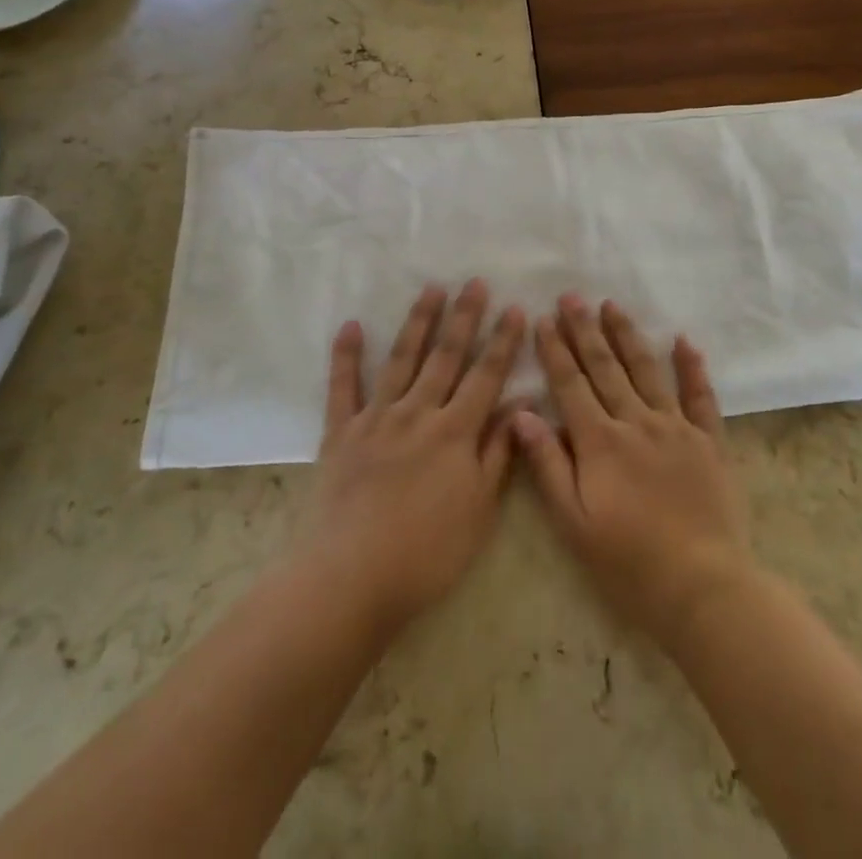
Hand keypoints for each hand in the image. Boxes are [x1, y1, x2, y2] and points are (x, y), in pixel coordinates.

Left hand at [299, 280, 524, 635]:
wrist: (350, 579)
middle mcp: (418, 413)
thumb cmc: (426, 553)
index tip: (515, 308)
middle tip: (474, 282)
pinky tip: (350, 326)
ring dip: (418, 322)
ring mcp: (376, 419)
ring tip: (431, 288)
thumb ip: (498, 453)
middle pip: (445, 356)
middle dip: (464, 317)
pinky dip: (345, 355)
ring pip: (401, 359)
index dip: (503, 341)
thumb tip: (522, 404)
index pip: (486, 375)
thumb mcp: (479, 510)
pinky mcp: (340, 433)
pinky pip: (343, 387)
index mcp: (455, 432)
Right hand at [512, 296, 754, 648]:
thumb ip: (548, 465)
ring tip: (612, 306)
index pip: (571, 384)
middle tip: (572, 297)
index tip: (544, 319)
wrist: (702, 586)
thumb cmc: (628, 562)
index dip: (555, 350)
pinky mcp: (709, 441)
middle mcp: (636, 422)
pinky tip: (683, 340)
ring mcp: (676, 427)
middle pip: (605, 367)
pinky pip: (700, 395)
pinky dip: (692, 367)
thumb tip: (522, 414)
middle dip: (585, 330)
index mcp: (600, 442)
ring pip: (647, 370)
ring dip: (627, 336)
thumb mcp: (574, 523)